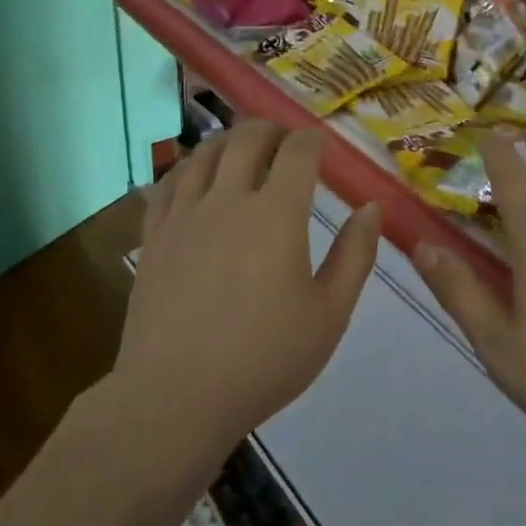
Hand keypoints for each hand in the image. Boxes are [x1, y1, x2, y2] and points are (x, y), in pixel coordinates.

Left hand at [118, 121, 380, 463]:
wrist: (177, 396)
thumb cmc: (264, 359)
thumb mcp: (330, 314)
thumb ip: (355, 255)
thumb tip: (370, 207)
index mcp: (277, 214)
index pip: (297, 151)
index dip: (312, 140)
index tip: (321, 147)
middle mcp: (228, 199)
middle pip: (247, 137)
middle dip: (272, 129)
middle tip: (285, 141)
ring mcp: (184, 214)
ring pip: (205, 151)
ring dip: (230, 140)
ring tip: (243, 150)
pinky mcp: (154, 234)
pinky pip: (169, 181)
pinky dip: (189, 166)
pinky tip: (197, 177)